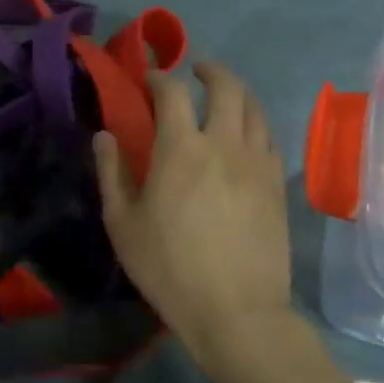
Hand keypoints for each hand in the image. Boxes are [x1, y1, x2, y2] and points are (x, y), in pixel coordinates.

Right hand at [93, 62, 291, 365]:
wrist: (236, 311)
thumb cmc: (168, 267)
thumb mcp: (122, 222)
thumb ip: (111, 172)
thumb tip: (105, 136)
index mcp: (181, 149)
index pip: (173, 93)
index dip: (160, 78)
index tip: (149, 80)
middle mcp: (225, 144)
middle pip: (227, 88)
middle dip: (210, 71)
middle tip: (196, 71)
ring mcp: (258, 164)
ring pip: (256, 110)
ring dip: (238, 92)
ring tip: (224, 95)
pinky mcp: (278, 186)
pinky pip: (270, 139)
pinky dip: (255, 124)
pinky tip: (245, 135)